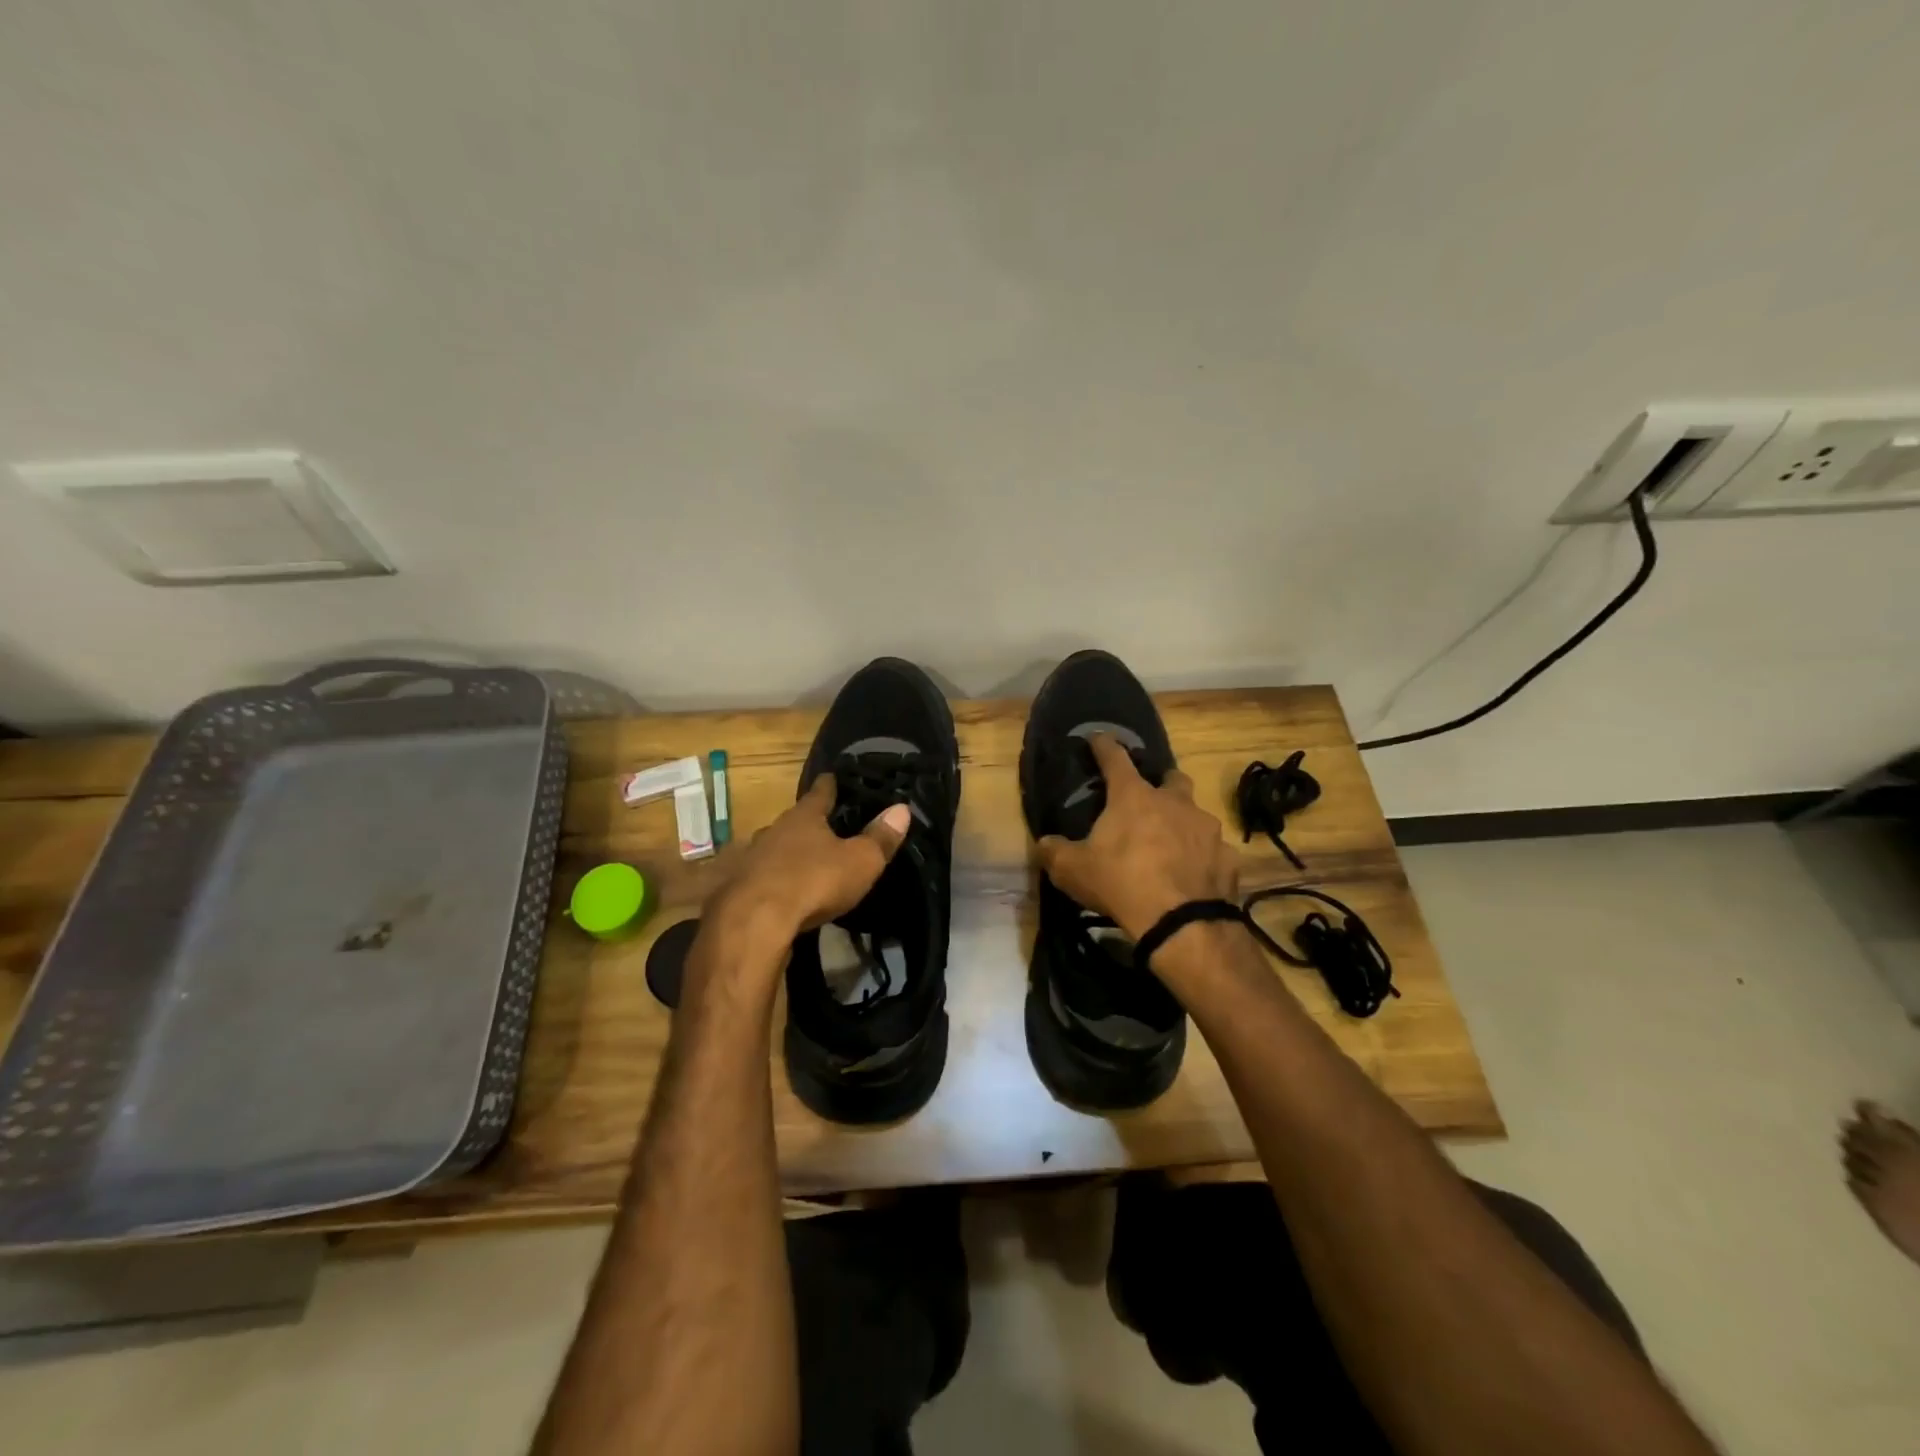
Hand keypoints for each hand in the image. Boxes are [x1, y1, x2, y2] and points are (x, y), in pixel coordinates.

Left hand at [710, 775, 911, 944]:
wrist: (754, 922)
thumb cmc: (814, 882)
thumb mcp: (860, 862)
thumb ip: (880, 837)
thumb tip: (902, 809)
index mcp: (804, 818)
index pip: (820, 793)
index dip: (829, 785)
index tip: (831, 778)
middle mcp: (773, 830)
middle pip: (793, 822)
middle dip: (806, 825)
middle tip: (821, 830)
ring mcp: (749, 858)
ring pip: (770, 849)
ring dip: (783, 854)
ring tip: (799, 864)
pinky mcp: (734, 887)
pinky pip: (755, 877)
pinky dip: (767, 880)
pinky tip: (773, 892)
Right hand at [1037, 734, 1239, 941]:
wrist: (1181, 922)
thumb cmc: (1121, 882)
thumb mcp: (1073, 870)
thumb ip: (1055, 852)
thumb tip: (1044, 843)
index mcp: (1134, 797)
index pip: (1115, 759)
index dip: (1104, 746)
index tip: (1098, 738)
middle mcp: (1175, 802)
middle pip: (1172, 778)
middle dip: (1162, 783)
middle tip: (1149, 800)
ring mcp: (1206, 828)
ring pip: (1196, 815)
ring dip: (1183, 824)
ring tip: (1170, 847)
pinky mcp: (1227, 857)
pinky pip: (1212, 851)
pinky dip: (1202, 858)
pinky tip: (1192, 875)